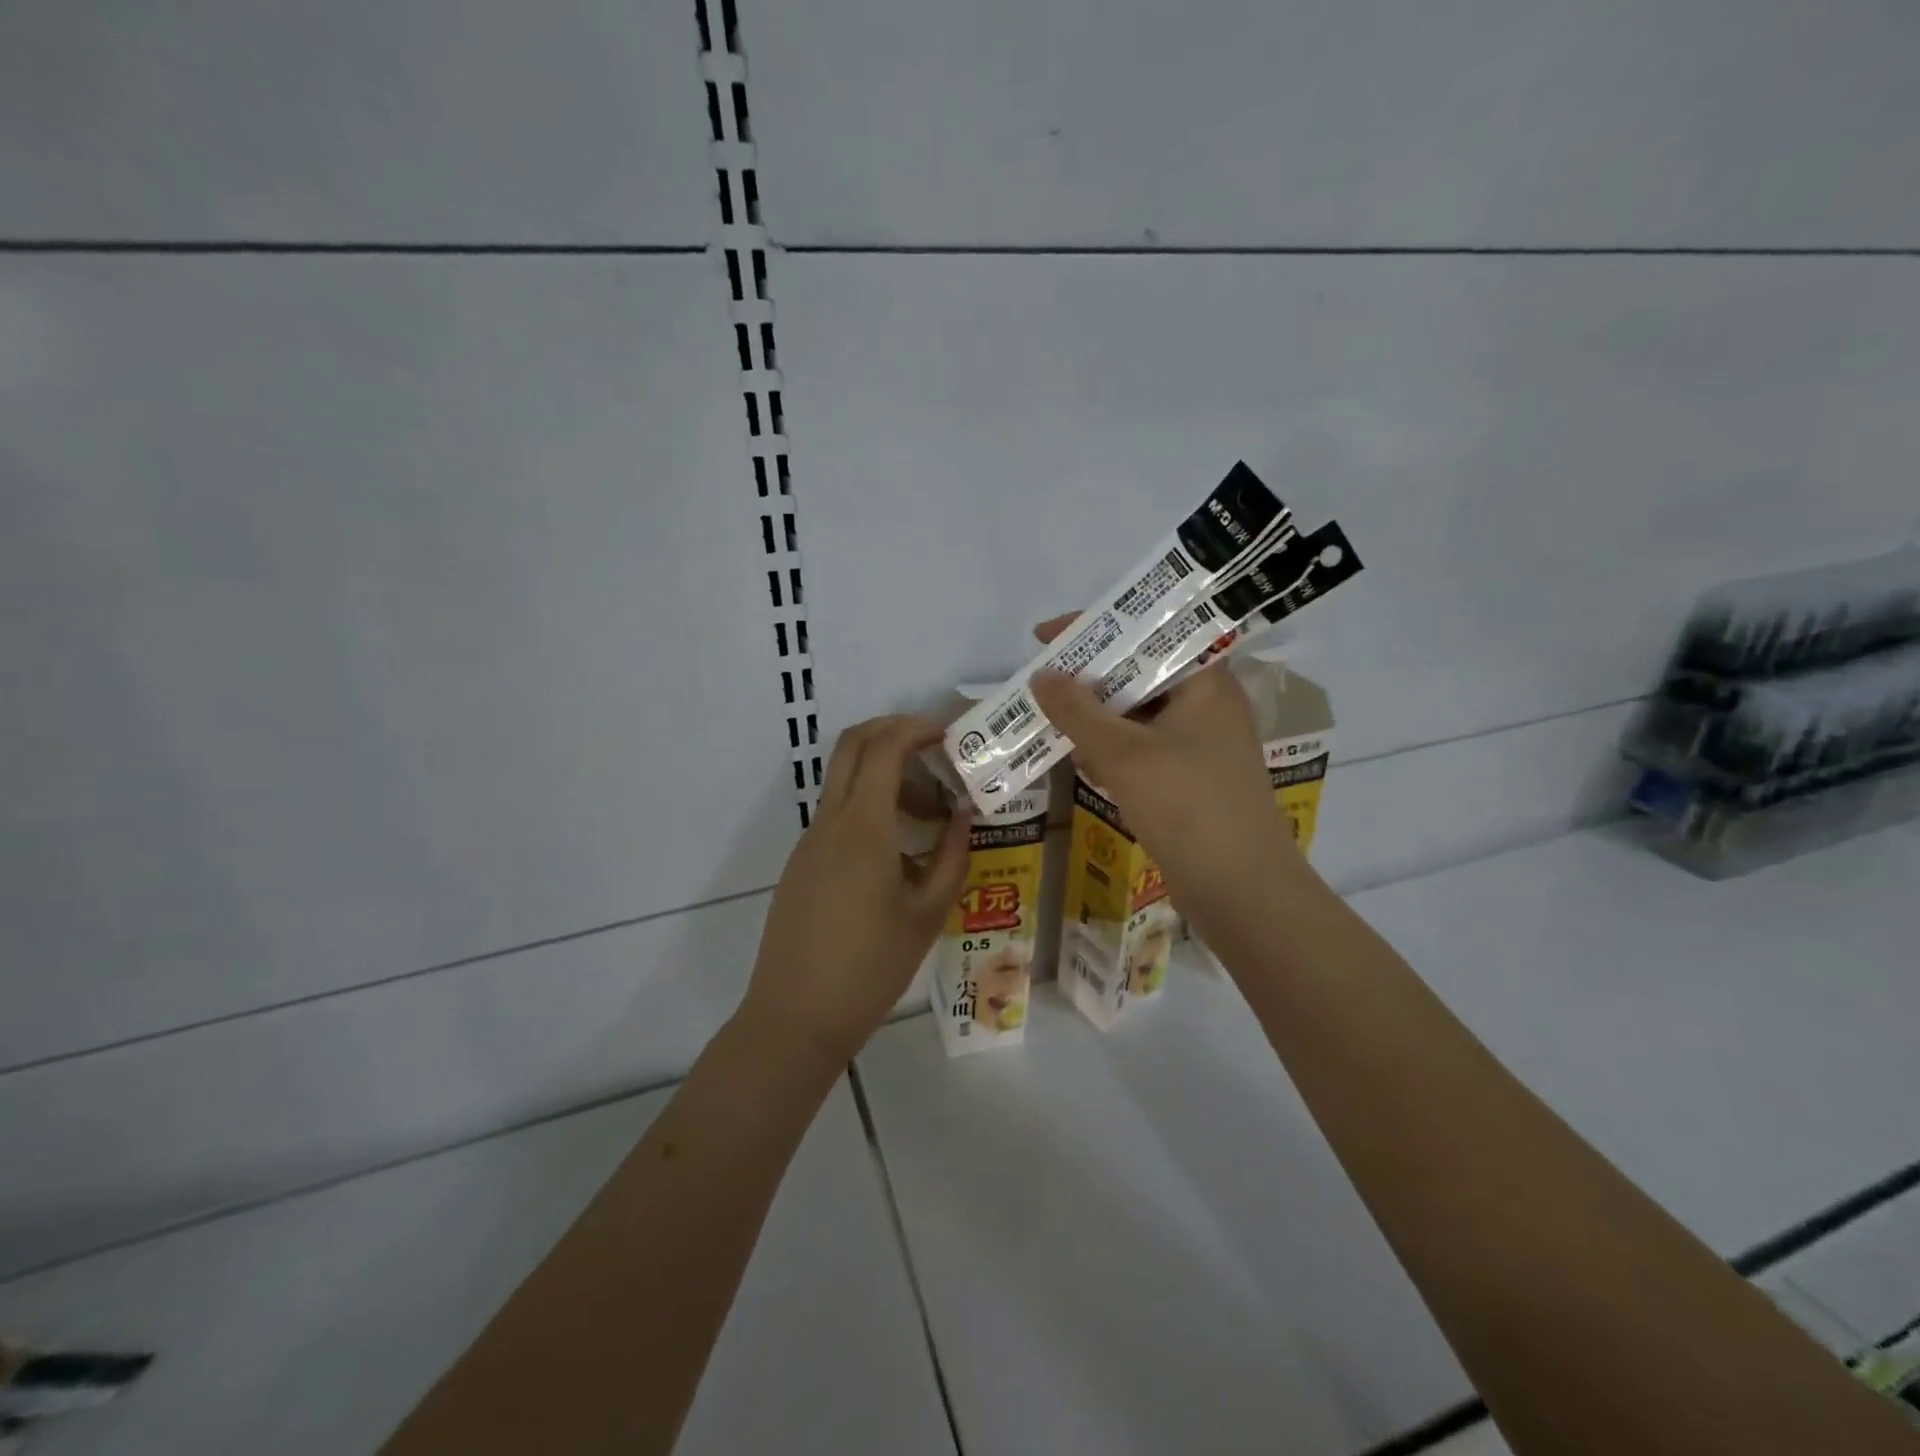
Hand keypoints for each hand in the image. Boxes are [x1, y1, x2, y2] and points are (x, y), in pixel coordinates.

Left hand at [741, 715, 971, 1064]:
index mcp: (862, 828)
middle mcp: (829, 822)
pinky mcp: (802, 863)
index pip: (885, 748)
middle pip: (852, 745)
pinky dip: (869, 807)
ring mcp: (809, 842)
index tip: (951, 733)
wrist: (796, 1018)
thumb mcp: (928, 913)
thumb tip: (964, 812)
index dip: (917, 729)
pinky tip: (899, 850)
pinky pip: (837, 814)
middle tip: (936, 747)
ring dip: (885, 775)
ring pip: (844, 780)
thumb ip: (952, 855)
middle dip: (893, 731)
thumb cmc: (871, 968)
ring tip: (930, 815)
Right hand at [1027, 615, 1310, 944]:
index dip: (1097, 630)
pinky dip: (1111, 748)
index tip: (1047, 636)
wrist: (1240, 891)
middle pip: (1141, 673)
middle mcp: (1208, 706)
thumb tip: (1042, 676)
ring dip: (1096, 715)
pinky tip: (1078, 758)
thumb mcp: (1123, 753)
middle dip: (1089, 676)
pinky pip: (1142, 749)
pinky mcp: (1189, 781)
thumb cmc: (1187, 807)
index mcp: (1206, 683)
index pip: (1149, 634)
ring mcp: (1200, 746)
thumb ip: (1077, 711)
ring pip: (1138, 715)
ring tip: (1048, 715)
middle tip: (1042, 679)